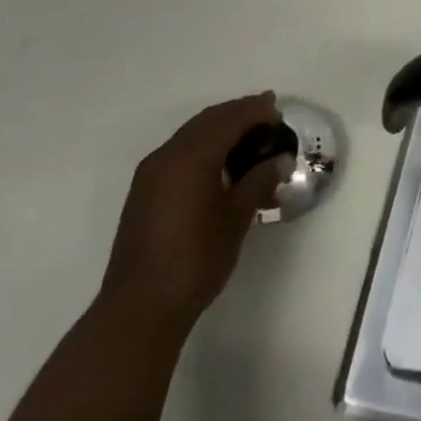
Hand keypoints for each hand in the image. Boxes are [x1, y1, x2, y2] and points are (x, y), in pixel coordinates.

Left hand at [99, 92, 288, 334]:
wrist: (139, 309)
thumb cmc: (195, 259)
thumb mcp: (236, 218)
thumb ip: (259, 181)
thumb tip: (281, 160)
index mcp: (192, 156)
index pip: (230, 119)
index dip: (256, 111)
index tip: (279, 111)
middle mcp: (167, 155)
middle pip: (208, 120)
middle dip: (238, 113)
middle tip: (267, 115)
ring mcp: (150, 173)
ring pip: (191, 134)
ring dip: (220, 128)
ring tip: (248, 138)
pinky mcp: (143, 192)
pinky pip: (178, 152)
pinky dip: (202, 146)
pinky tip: (219, 164)